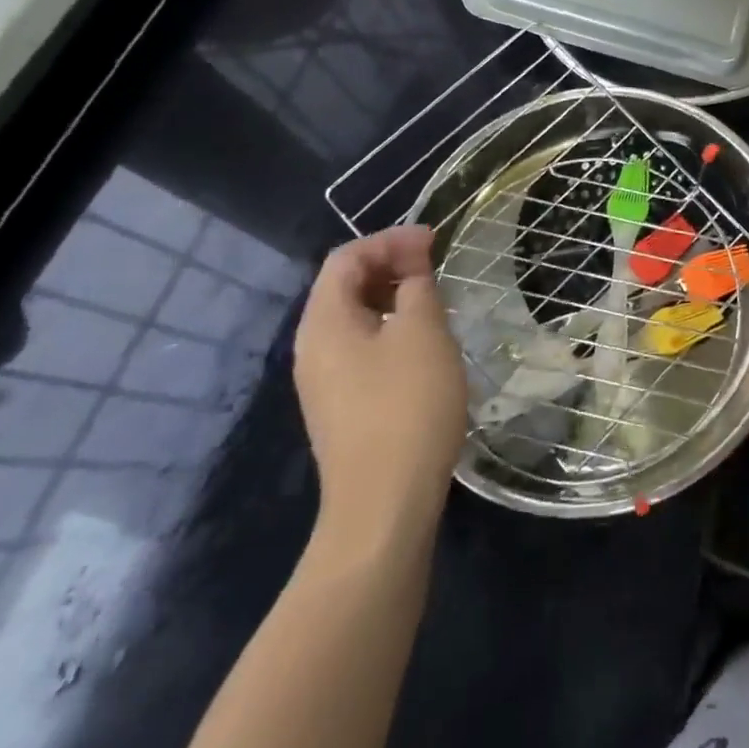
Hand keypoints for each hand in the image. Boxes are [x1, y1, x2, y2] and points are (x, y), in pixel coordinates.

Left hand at [294, 227, 466, 538]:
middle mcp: (313, 347)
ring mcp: (324, 381)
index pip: (347, 258)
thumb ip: (418, 288)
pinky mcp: (341, 407)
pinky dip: (390, 327)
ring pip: (355, 317)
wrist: (383, 508)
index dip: (390, 240)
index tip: (434, 241)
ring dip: (392, 296)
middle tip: (435, 264)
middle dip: (390, 264)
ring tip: (434, 298)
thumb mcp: (423, 332)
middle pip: (344, 285)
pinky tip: (422, 342)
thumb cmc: (406, 406)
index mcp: (324, 322)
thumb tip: (412, 273)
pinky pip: (361, 347)